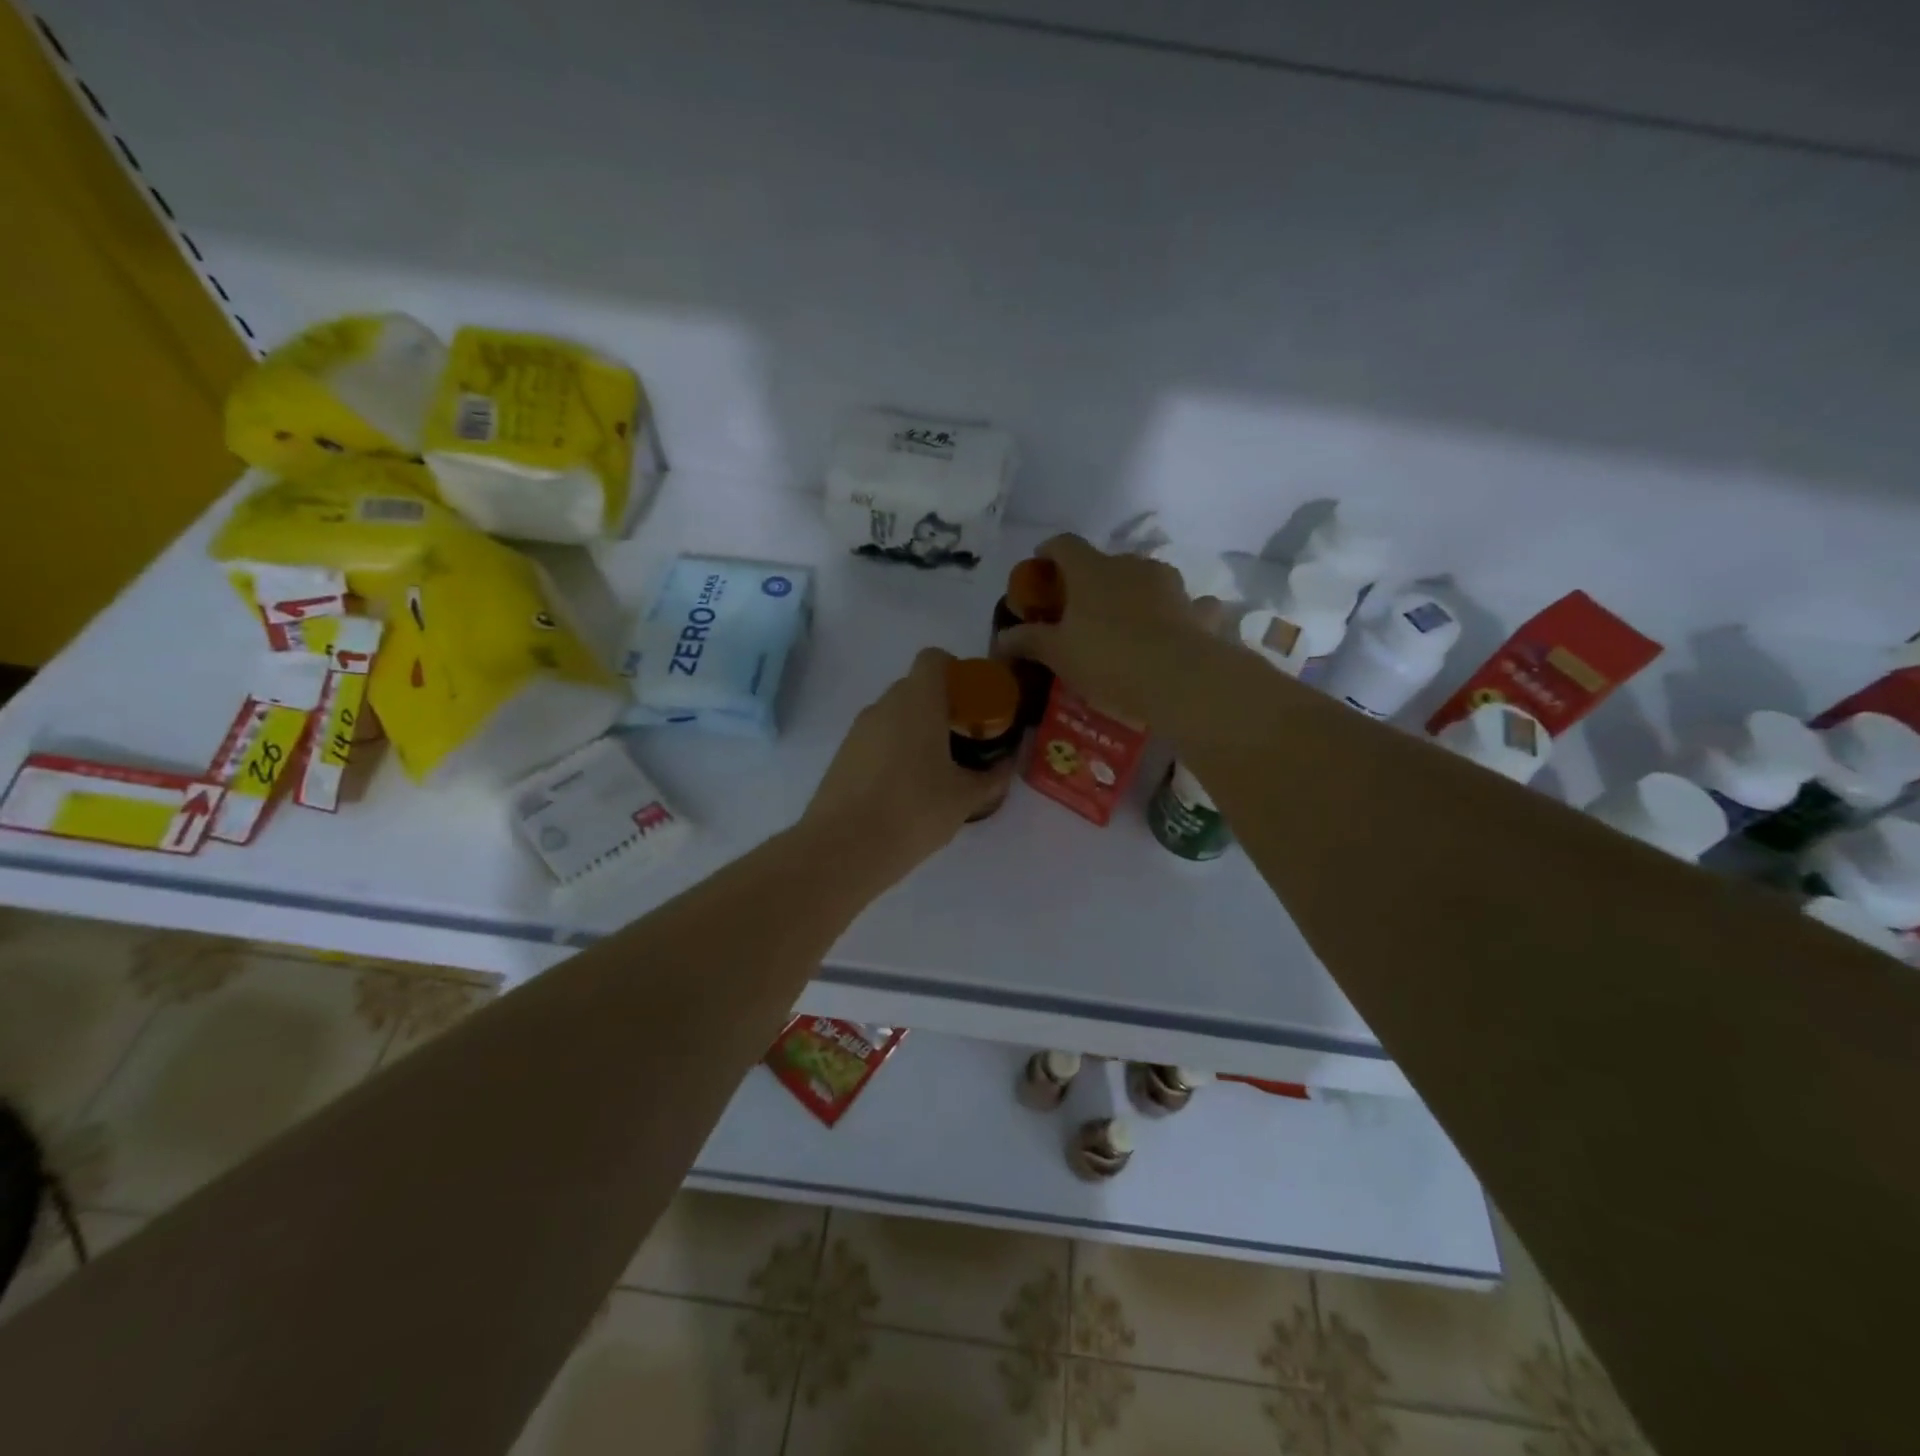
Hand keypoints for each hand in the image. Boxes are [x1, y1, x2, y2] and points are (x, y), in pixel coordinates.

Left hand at [805, 647, 1016, 871]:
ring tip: (936, 771)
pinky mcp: (842, 757)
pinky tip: (905, 791)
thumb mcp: (965, 798)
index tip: (972, 702)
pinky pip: (875, 741)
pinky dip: (893, 752)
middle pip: (915, 688)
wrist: (843, 848)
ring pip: (893, 716)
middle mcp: (884, 706)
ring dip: (915, 731)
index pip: (934, 659)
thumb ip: (990, 778)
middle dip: (940, 707)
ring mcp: (858, 731)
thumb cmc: (914, 811)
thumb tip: (1005, 766)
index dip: (956, 671)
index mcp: (918, 701)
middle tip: (963, 741)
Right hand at [995, 534, 1213, 725]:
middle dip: (1092, 582)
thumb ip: (1029, 641)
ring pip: (1146, 581)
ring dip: (1134, 596)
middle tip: (1080, 612)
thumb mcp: (1058, 655)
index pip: (1064, 544)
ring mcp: (1170, 585)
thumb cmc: (1107, 659)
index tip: (1041, 566)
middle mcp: (1132, 566)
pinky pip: (1187, 606)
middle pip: (1106, 563)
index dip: (1049, 552)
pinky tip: (1174, 632)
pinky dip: (1179, 614)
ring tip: (1126, 626)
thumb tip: (1002, 638)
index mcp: (1091, 570)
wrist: (1178, 680)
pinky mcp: (1199, 610)